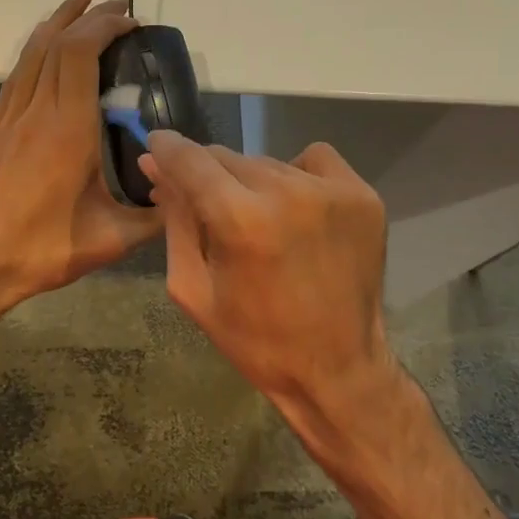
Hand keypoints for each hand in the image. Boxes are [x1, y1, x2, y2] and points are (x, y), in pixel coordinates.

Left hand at [0, 0, 160, 312]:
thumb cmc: (41, 251)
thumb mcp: (110, 240)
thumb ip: (153, 216)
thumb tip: (184, 195)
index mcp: (67, 131)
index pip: (81, 55)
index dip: (105, 27)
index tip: (132, 22)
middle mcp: (36, 113)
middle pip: (57, 43)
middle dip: (88, 15)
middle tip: (118, 3)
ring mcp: (9, 118)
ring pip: (31, 53)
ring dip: (57, 22)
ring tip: (80, 1)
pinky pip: (18, 74)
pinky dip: (36, 49)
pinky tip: (47, 47)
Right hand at [140, 131, 401, 424]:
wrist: (338, 369)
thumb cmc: (255, 340)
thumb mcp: (193, 288)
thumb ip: (174, 222)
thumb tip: (156, 167)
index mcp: (240, 221)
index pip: (188, 158)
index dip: (164, 149)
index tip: (156, 150)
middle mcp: (287, 192)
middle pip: (226, 157)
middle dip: (206, 175)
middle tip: (207, 206)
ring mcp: (331, 191)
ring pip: (267, 161)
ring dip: (250, 181)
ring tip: (258, 220)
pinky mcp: (362, 195)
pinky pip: (313, 160)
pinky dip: (296, 174)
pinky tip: (295, 208)